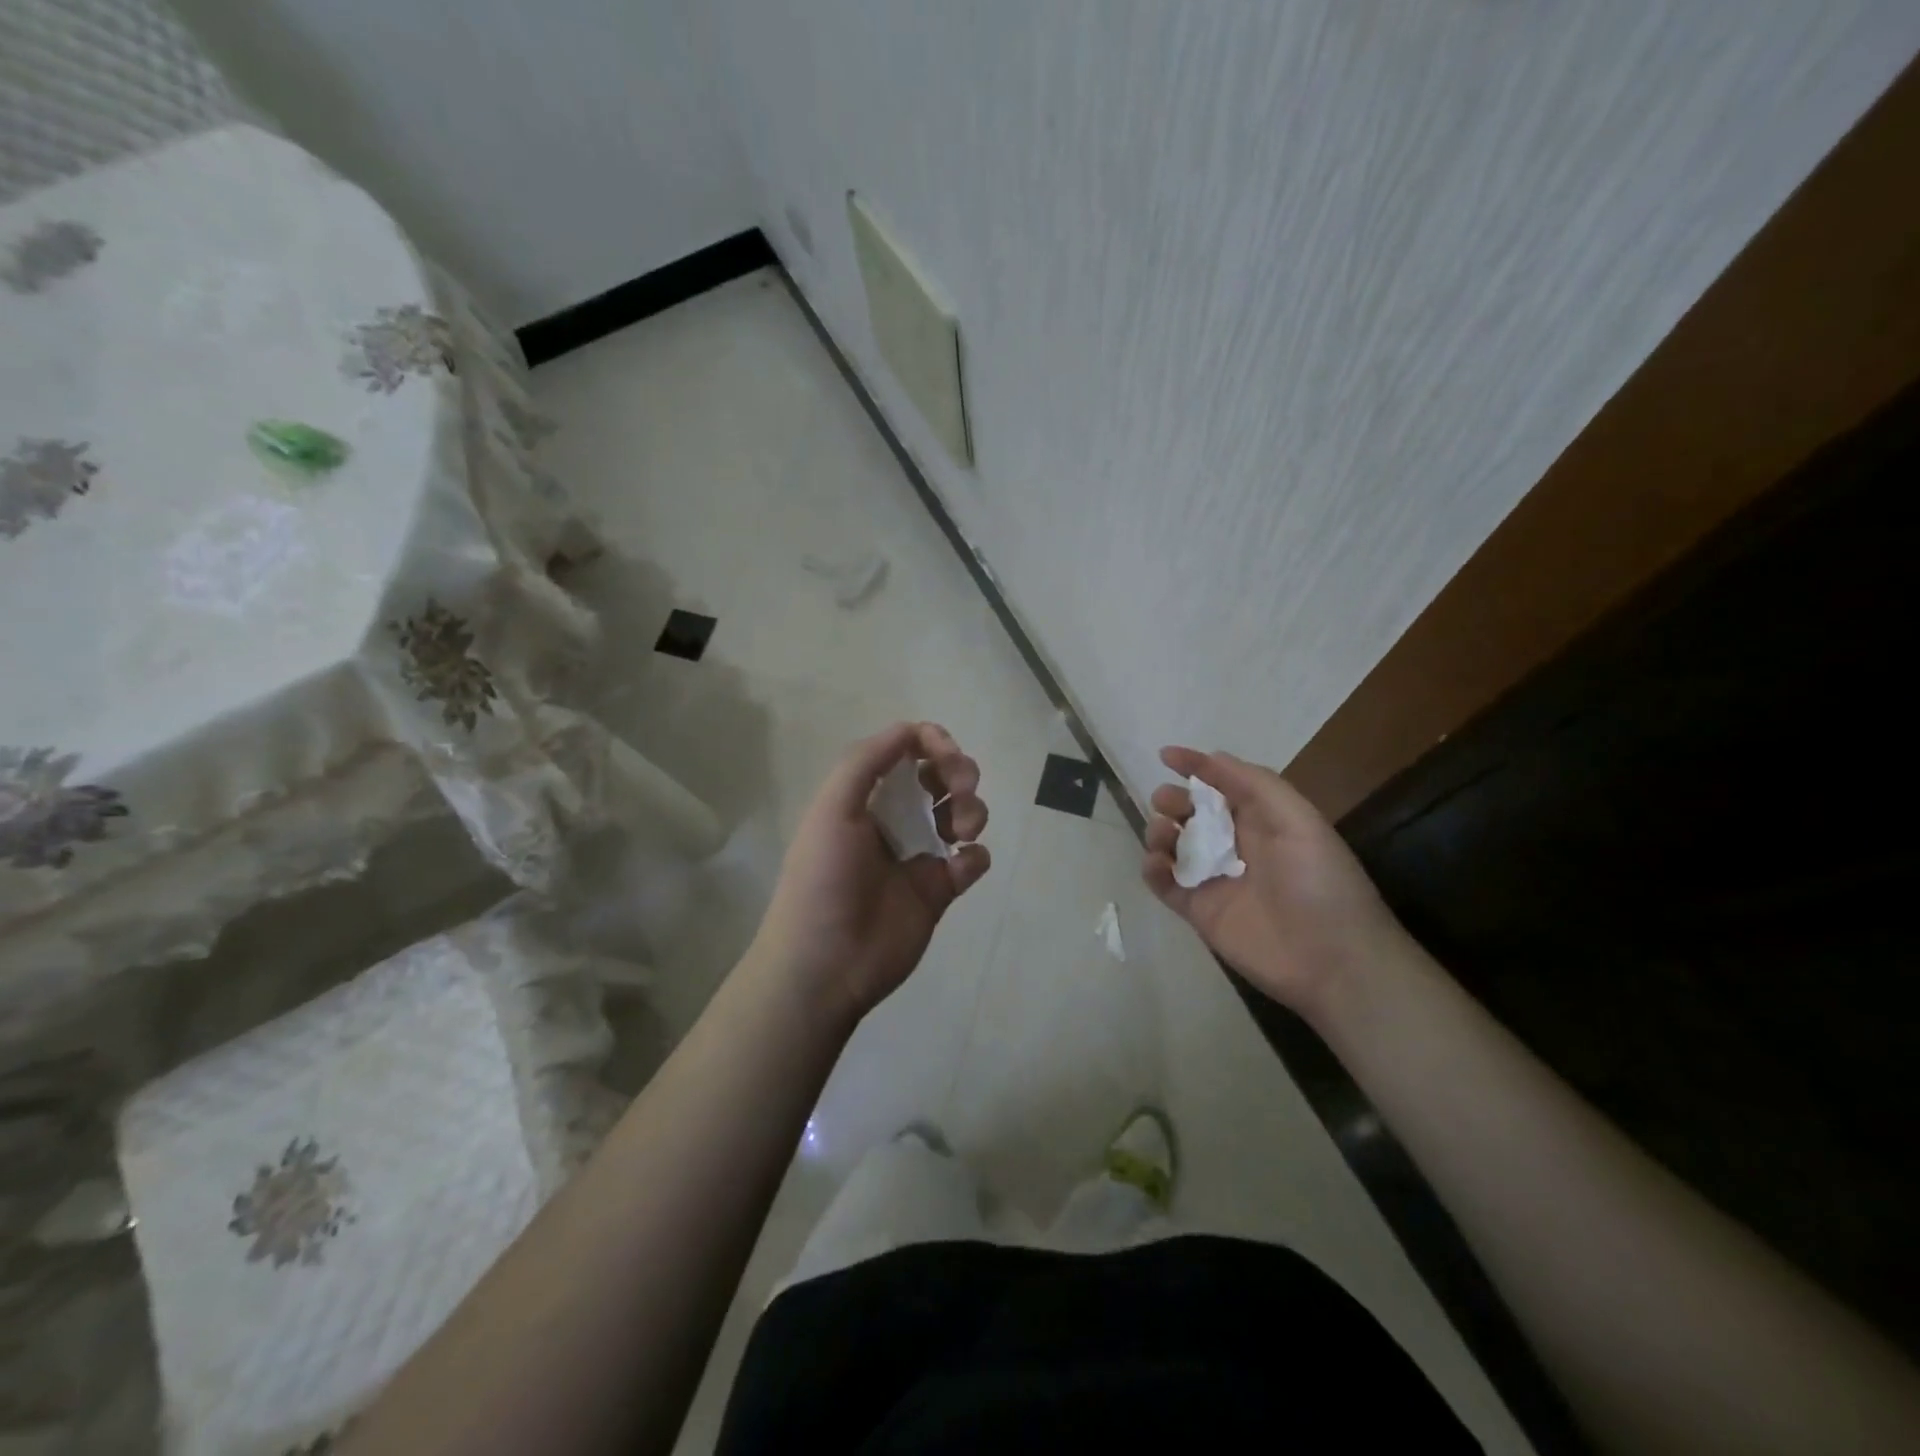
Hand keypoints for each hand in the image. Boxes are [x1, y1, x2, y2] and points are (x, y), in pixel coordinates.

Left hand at [754, 722, 990, 1022]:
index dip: (932, 743)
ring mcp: (918, 855)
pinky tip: (960, 866)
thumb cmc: (823, 879)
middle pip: (940, 777)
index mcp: (865, 797)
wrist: (826, 964)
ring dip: (972, 809)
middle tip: (962, 788)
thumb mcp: (831, 809)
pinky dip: (975, 856)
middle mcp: (893, 819)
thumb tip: (911, 729)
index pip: (907, 752)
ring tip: (964, 830)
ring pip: (961, 813)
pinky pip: (972, 861)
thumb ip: (866, 761)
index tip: (947, 755)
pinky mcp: (939, 891)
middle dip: (959, 771)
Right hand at [1141, 746, 1406, 1019]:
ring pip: (1172, 845)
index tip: (1166, 756)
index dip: (1196, 767)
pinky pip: (1165, 883)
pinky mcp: (1198, 911)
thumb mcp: (1297, 819)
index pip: (1221, 784)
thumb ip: (1253, 783)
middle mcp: (1235, 844)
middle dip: (1173, 800)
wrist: (1331, 960)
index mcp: (1262, 819)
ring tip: (1164, 835)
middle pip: (1190, 813)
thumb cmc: (1319, 881)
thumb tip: (1211, 756)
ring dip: (1159, 831)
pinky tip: (1158, 864)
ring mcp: (1214, 879)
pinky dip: (1153, 869)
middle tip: (1167, 804)